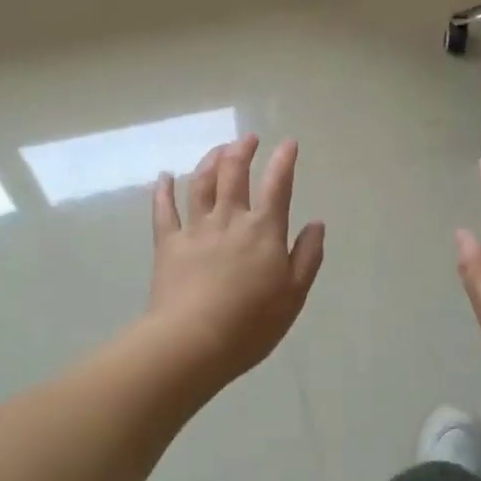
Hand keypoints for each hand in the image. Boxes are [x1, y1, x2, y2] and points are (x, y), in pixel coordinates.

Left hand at [146, 135, 324, 384]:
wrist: (193, 341)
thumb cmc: (251, 323)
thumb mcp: (294, 295)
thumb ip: (307, 256)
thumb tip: (316, 224)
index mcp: (264, 230)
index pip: (278, 185)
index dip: (284, 161)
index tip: (288, 143)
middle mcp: (229, 219)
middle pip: (235, 173)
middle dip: (243, 150)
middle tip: (248, 139)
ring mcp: (195, 228)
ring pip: (201, 183)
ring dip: (210, 160)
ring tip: (218, 149)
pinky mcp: (167, 243)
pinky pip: (164, 209)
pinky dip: (163, 190)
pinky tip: (164, 177)